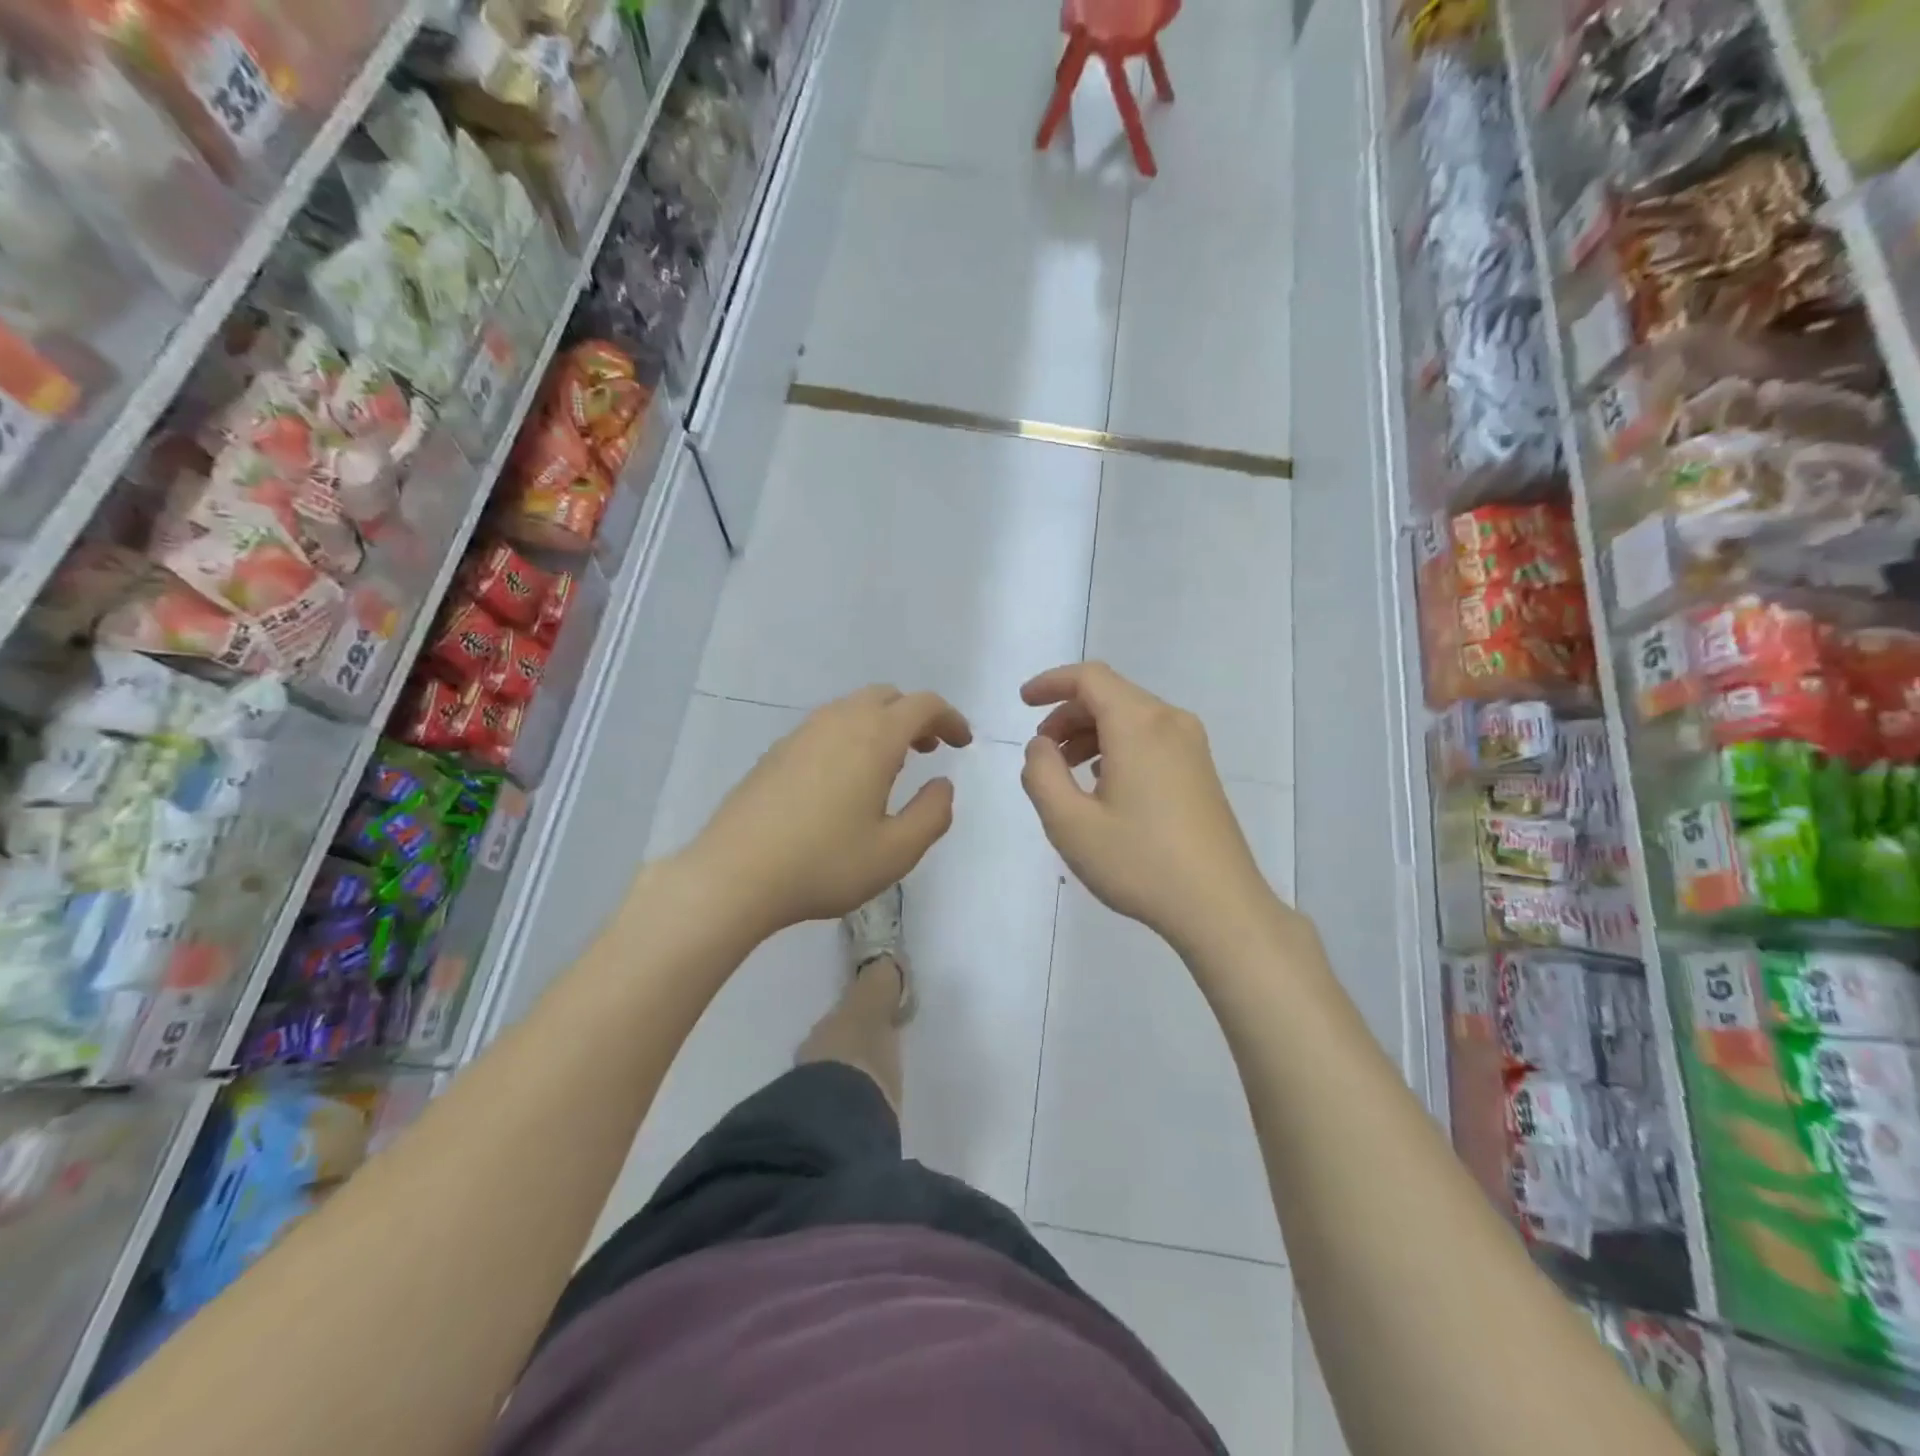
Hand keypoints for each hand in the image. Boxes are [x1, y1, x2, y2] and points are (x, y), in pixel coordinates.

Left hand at [688, 685, 972, 935]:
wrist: (734, 874)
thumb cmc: (824, 863)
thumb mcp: (896, 852)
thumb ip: (932, 814)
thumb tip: (943, 785)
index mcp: (874, 738)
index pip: (922, 705)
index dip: (950, 718)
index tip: (962, 743)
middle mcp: (838, 722)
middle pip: (886, 696)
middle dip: (915, 716)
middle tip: (928, 751)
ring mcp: (801, 734)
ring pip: (852, 708)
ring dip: (881, 724)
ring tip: (890, 767)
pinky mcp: (776, 752)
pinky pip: (826, 726)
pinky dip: (850, 736)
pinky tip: (844, 779)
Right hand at [1020, 663, 1282, 954]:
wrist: (1219, 907)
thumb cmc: (1139, 862)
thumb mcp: (1069, 823)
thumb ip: (1041, 774)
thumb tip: (1041, 746)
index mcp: (1139, 725)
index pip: (1090, 677)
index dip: (1051, 683)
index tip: (1023, 703)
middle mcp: (1170, 722)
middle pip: (1110, 695)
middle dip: (1068, 714)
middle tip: (1042, 752)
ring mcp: (1192, 746)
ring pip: (1131, 717)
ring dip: (1091, 733)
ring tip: (1066, 773)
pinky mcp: (1200, 770)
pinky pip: (1150, 738)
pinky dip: (1117, 746)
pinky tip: (1103, 785)